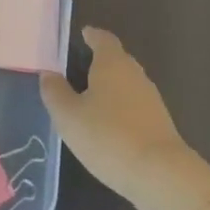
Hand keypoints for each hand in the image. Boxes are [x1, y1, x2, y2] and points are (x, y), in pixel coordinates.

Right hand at [41, 27, 209, 209]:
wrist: (160, 175)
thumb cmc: (108, 136)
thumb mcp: (69, 116)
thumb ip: (55, 92)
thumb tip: (48, 74)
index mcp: (112, 63)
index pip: (103, 39)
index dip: (92, 36)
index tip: (82, 35)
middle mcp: (134, 73)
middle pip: (117, 59)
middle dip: (100, 62)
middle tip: (78, 70)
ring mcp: (151, 99)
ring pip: (127, 84)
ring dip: (111, 88)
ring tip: (90, 100)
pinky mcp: (159, 123)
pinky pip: (135, 106)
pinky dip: (121, 109)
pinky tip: (109, 126)